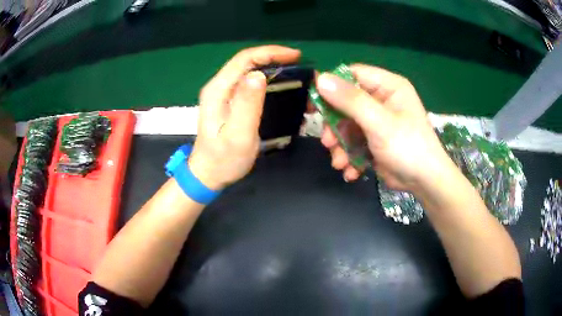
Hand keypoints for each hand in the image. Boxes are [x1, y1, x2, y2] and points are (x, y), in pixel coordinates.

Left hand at [188, 46, 300, 189]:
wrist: (208, 174)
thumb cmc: (223, 159)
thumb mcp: (238, 135)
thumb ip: (247, 104)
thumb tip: (259, 74)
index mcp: (219, 89)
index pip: (245, 59)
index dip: (271, 52)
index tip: (296, 56)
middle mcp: (220, 86)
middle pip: (249, 62)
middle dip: (277, 61)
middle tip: (302, 70)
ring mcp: (224, 94)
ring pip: (252, 72)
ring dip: (275, 72)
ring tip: (298, 81)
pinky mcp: (230, 102)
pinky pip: (252, 85)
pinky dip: (270, 84)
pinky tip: (284, 93)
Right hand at [316, 64, 453, 191]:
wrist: (424, 182)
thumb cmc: (408, 147)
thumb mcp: (379, 122)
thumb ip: (350, 100)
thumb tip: (320, 78)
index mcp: (388, 86)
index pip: (352, 75)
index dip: (331, 86)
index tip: (313, 103)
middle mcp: (381, 100)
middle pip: (346, 103)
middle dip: (335, 126)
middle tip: (328, 142)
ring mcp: (377, 121)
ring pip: (347, 126)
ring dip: (340, 146)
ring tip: (340, 162)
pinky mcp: (374, 140)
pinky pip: (354, 142)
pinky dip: (350, 157)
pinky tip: (351, 171)